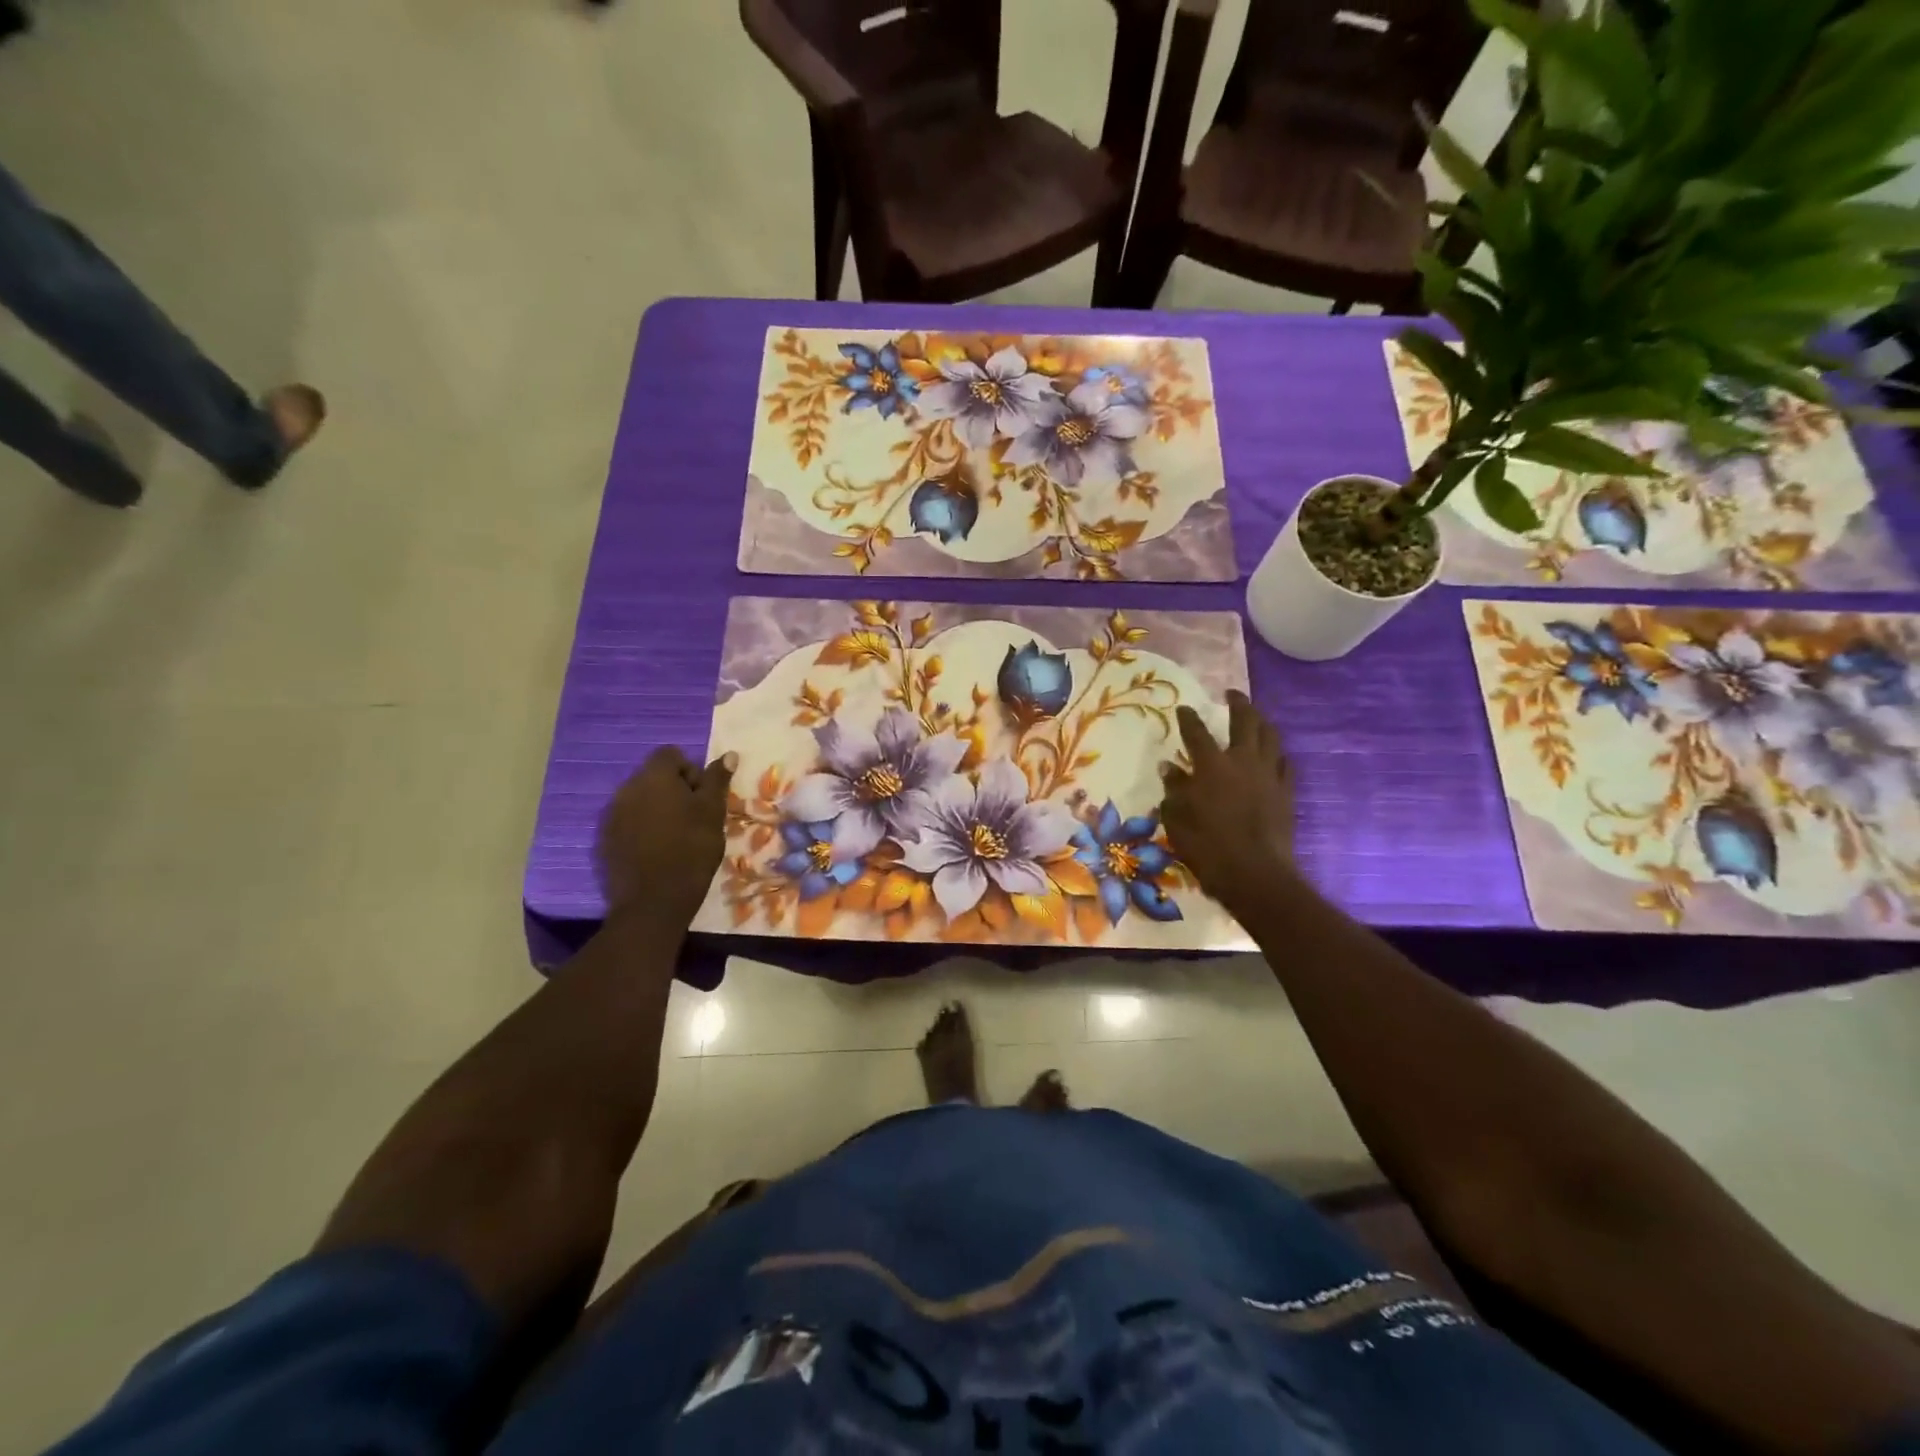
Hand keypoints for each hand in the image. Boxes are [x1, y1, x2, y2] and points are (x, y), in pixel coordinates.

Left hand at [596, 746, 736, 930]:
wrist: (653, 902)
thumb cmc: (691, 850)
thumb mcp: (713, 813)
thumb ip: (717, 781)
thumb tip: (729, 755)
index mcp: (654, 777)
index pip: (672, 755)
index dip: (692, 771)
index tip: (704, 798)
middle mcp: (626, 788)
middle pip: (654, 776)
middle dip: (675, 790)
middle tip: (695, 818)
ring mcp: (612, 815)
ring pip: (641, 800)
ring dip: (659, 809)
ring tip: (677, 836)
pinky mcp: (605, 840)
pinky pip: (628, 822)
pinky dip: (643, 828)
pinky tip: (658, 851)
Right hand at [1160, 690, 1294, 915]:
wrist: (1255, 874)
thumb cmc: (1207, 847)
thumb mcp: (1177, 819)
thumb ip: (1174, 790)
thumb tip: (1170, 768)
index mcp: (1211, 766)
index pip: (1197, 733)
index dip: (1189, 718)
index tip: (1184, 708)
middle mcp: (1242, 761)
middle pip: (1244, 721)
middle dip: (1237, 703)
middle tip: (1231, 694)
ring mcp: (1268, 775)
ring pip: (1270, 736)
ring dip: (1261, 721)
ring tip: (1255, 716)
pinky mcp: (1286, 792)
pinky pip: (1284, 763)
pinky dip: (1276, 753)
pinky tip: (1273, 755)